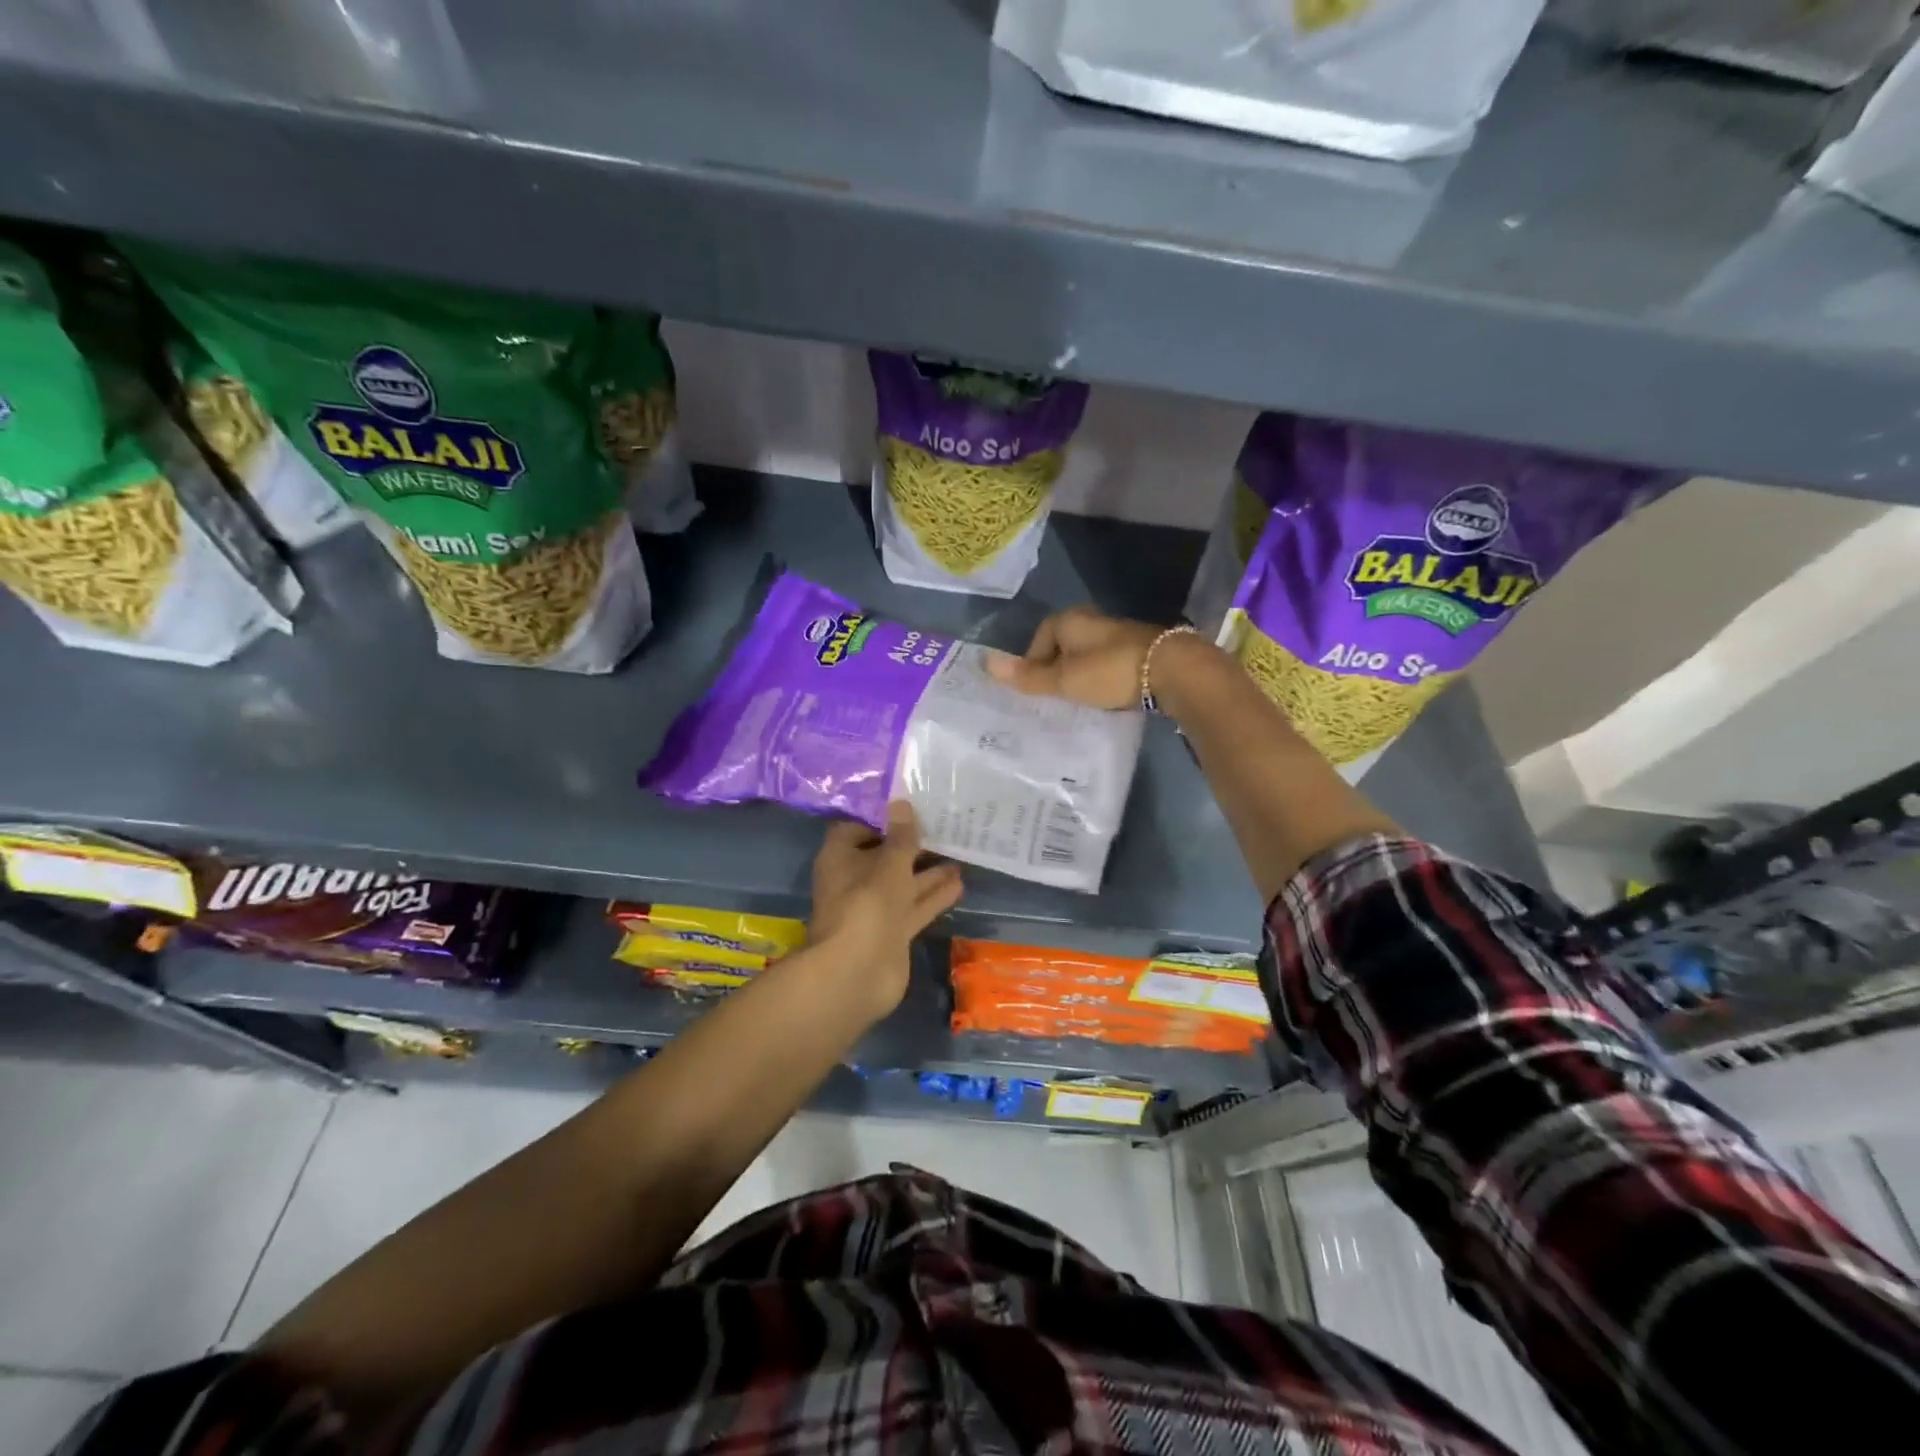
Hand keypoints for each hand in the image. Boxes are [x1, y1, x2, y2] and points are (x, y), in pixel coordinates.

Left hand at [807, 802, 963, 1020]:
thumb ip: (901, 837)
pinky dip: (934, 896)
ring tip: (960, 852)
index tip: (910, 808)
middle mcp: (855, 881)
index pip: (856, 829)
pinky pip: (915, 907)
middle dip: (911, 845)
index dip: (881, 820)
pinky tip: (960, 883)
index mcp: (840, 858)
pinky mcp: (892, 932)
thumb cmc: (867, 906)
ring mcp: (874, 909)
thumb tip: (901, 801)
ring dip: (928, 871)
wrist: (856, 974)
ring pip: (903, 883)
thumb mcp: (889, 864)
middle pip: (884, 856)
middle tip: (944, 826)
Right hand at [986, 606, 1203, 710]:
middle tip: (1052, 699)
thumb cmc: (1109, 671)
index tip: (1034, 689)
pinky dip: (1102, 680)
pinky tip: (1104, 699)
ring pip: (1087, 657)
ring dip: (1080, 676)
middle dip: (1056, 670)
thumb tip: (985, 663)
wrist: (1173, 670)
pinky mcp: (1139, 651)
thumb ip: (1028, 676)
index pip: (1040, 637)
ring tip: (1076, 703)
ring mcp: (1119, 635)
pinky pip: (1108, 665)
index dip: (1033, 662)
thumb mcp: (1064, 679)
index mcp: (1071, 620)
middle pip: (1064, 646)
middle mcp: (1093, 622)